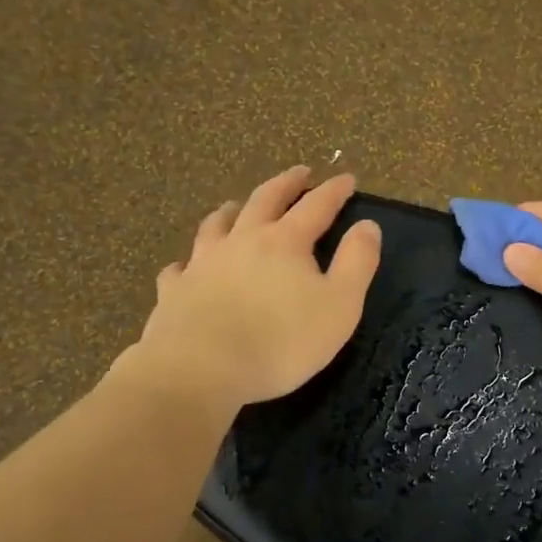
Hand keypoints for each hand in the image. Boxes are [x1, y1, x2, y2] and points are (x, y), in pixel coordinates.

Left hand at [135, 166, 381, 406]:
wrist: (200, 368)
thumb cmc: (281, 341)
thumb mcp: (340, 305)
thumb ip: (357, 263)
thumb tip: (367, 225)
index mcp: (285, 242)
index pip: (315, 206)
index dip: (333, 191)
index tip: (347, 178)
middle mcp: (242, 241)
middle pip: (264, 201)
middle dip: (286, 184)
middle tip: (299, 173)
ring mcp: (202, 263)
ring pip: (216, 225)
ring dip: (232, 211)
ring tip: (236, 205)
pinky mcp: (174, 292)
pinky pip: (179, 269)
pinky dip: (187, 262)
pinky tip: (186, 266)